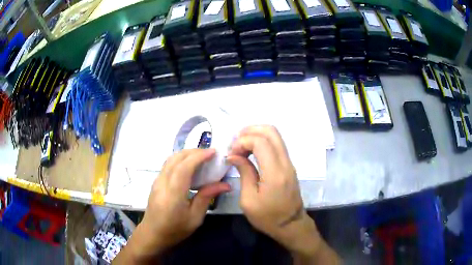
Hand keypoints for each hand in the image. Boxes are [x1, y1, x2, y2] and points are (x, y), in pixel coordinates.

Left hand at [115, 149, 230, 262]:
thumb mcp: (195, 218)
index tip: (213, 152)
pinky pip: (168, 164)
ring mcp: (157, 181)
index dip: (198, 156)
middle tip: (210, 153)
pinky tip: (188, 165)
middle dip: (193, 152)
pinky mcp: (156, 182)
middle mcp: (162, 183)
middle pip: (176, 159)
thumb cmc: (175, 229)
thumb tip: (225, 184)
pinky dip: (180, 159)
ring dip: (186, 154)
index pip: (184, 168)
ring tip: (201, 156)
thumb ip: (206, 197)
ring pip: (170, 159)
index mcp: (173, 194)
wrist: (153, 234)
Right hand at [227, 126, 321, 256]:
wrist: (291, 225)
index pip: (261, 142)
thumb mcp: (249, 201)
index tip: (231, 153)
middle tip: (235, 143)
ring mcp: (289, 163)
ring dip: (256, 135)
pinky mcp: (289, 165)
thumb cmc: (268, 218)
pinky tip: (250, 152)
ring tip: (241, 146)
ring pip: (275, 136)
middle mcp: (285, 163)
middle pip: (271, 131)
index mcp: (274, 173)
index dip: (243, 141)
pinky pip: (277, 145)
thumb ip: (244, 173)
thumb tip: (234, 155)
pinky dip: (262, 141)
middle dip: (250, 131)